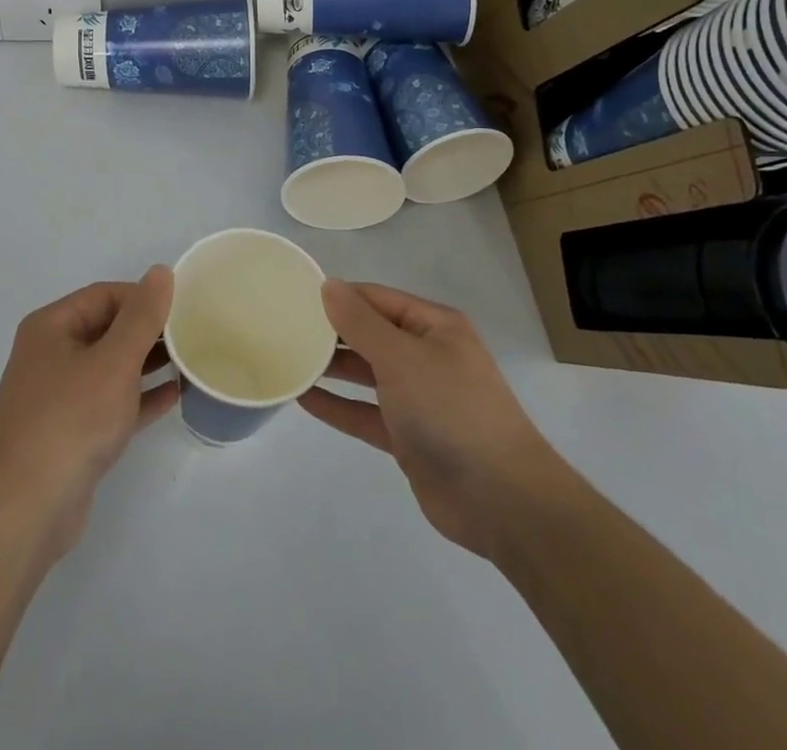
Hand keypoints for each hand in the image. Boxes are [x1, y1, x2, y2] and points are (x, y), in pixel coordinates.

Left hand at [0, 265, 178, 561]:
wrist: (27, 510)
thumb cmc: (71, 421)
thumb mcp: (114, 361)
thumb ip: (141, 316)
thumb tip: (161, 271)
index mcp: (51, 327)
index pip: (104, 295)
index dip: (143, 298)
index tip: (183, 309)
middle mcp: (50, 354)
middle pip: (107, 328)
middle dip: (148, 331)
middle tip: (192, 334)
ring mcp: (58, 396)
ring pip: (110, 367)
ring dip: (147, 363)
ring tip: (190, 361)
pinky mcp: (70, 432)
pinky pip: (110, 402)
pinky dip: (139, 397)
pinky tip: (174, 396)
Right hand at [300, 280, 557, 559]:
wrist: (503, 501)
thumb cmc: (452, 411)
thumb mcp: (402, 358)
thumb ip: (360, 323)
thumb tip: (328, 285)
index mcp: (434, 327)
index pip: (377, 298)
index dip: (339, 296)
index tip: (295, 297)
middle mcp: (427, 356)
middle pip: (370, 334)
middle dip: (331, 332)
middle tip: (283, 328)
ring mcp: (418, 398)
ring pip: (366, 374)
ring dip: (331, 368)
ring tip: (288, 359)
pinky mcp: (408, 437)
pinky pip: (365, 412)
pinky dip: (338, 405)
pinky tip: (303, 398)